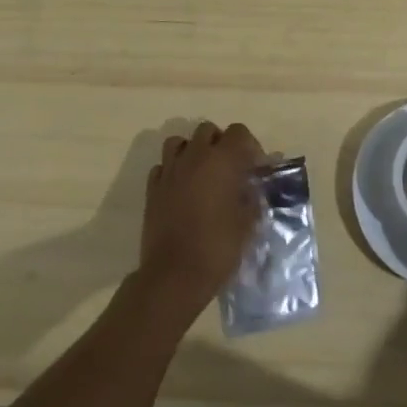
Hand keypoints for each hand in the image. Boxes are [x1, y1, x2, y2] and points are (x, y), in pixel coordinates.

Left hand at [139, 121, 263, 313]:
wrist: (174, 276)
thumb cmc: (217, 248)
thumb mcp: (247, 223)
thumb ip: (252, 197)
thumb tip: (253, 186)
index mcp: (222, 160)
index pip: (239, 132)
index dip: (249, 146)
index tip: (254, 168)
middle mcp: (194, 156)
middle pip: (208, 130)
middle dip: (220, 143)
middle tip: (229, 168)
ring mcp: (170, 170)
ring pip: (179, 142)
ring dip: (192, 150)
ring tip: (201, 172)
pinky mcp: (152, 188)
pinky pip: (163, 166)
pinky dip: (173, 170)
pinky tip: (180, 188)